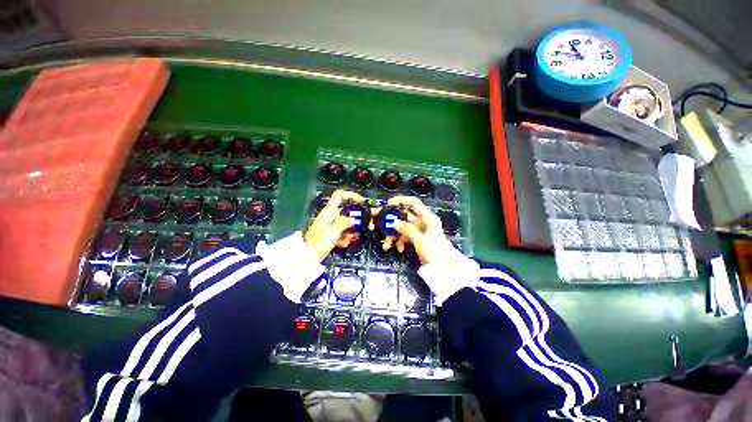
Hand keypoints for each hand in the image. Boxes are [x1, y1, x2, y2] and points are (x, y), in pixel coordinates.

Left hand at [304, 190, 364, 261]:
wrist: (305, 258)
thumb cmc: (317, 244)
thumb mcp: (332, 232)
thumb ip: (344, 223)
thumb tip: (353, 219)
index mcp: (328, 212)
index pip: (339, 195)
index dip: (351, 195)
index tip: (362, 201)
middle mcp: (330, 216)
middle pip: (346, 210)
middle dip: (356, 216)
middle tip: (366, 223)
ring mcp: (330, 225)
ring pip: (345, 222)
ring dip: (352, 228)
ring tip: (357, 235)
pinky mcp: (330, 234)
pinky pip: (342, 232)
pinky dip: (345, 237)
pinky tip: (345, 243)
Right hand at [385, 196, 447, 264]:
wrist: (442, 269)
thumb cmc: (435, 253)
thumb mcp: (421, 241)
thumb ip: (408, 229)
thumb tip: (394, 221)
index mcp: (428, 218)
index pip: (413, 203)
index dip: (401, 200)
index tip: (388, 203)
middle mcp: (423, 221)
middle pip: (404, 216)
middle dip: (392, 222)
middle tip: (379, 223)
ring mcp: (419, 230)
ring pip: (402, 227)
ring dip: (393, 235)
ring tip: (387, 245)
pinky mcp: (416, 238)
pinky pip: (405, 236)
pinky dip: (400, 241)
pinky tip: (399, 249)